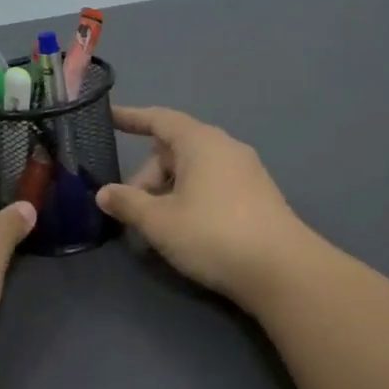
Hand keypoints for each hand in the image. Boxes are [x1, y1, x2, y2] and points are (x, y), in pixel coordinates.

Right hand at [96, 105, 327, 313]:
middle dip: (147, 176)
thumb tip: (104, 193)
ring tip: (155, 226)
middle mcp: (225, 147)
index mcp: (200, 142)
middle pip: (173, 150)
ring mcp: (246, 172)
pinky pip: (213, 185)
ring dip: (168, 191)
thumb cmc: (213, 234)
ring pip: (194, 170)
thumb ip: (127, 203)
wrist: (284, 271)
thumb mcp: (159, 221)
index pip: (158, 119)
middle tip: (131, 210)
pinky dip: (191, 199)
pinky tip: (185, 230)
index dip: (131, 118)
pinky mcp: (258, 197)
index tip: (109, 117)